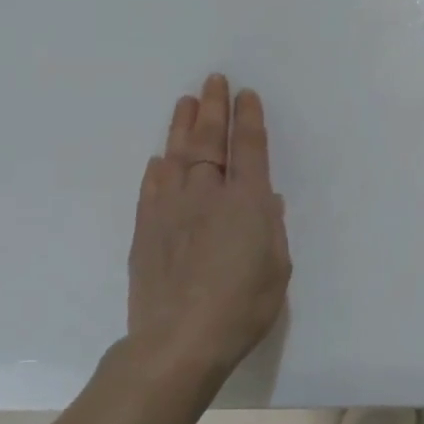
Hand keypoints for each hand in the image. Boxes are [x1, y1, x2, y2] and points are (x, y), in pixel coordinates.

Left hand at [126, 74, 290, 383]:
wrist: (178, 342)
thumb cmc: (242, 307)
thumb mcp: (277, 268)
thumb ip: (271, 229)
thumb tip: (265, 199)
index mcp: (247, 203)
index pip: (249, 149)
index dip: (248, 119)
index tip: (246, 95)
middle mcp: (207, 196)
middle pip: (210, 142)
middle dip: (213, 109)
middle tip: (214, 81)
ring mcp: (171, 211)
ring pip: (176, 157)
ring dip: (182, 127)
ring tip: (186, 101)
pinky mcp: (146, 231)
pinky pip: (152, 188)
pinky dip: (157, 169)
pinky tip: (160, 158)